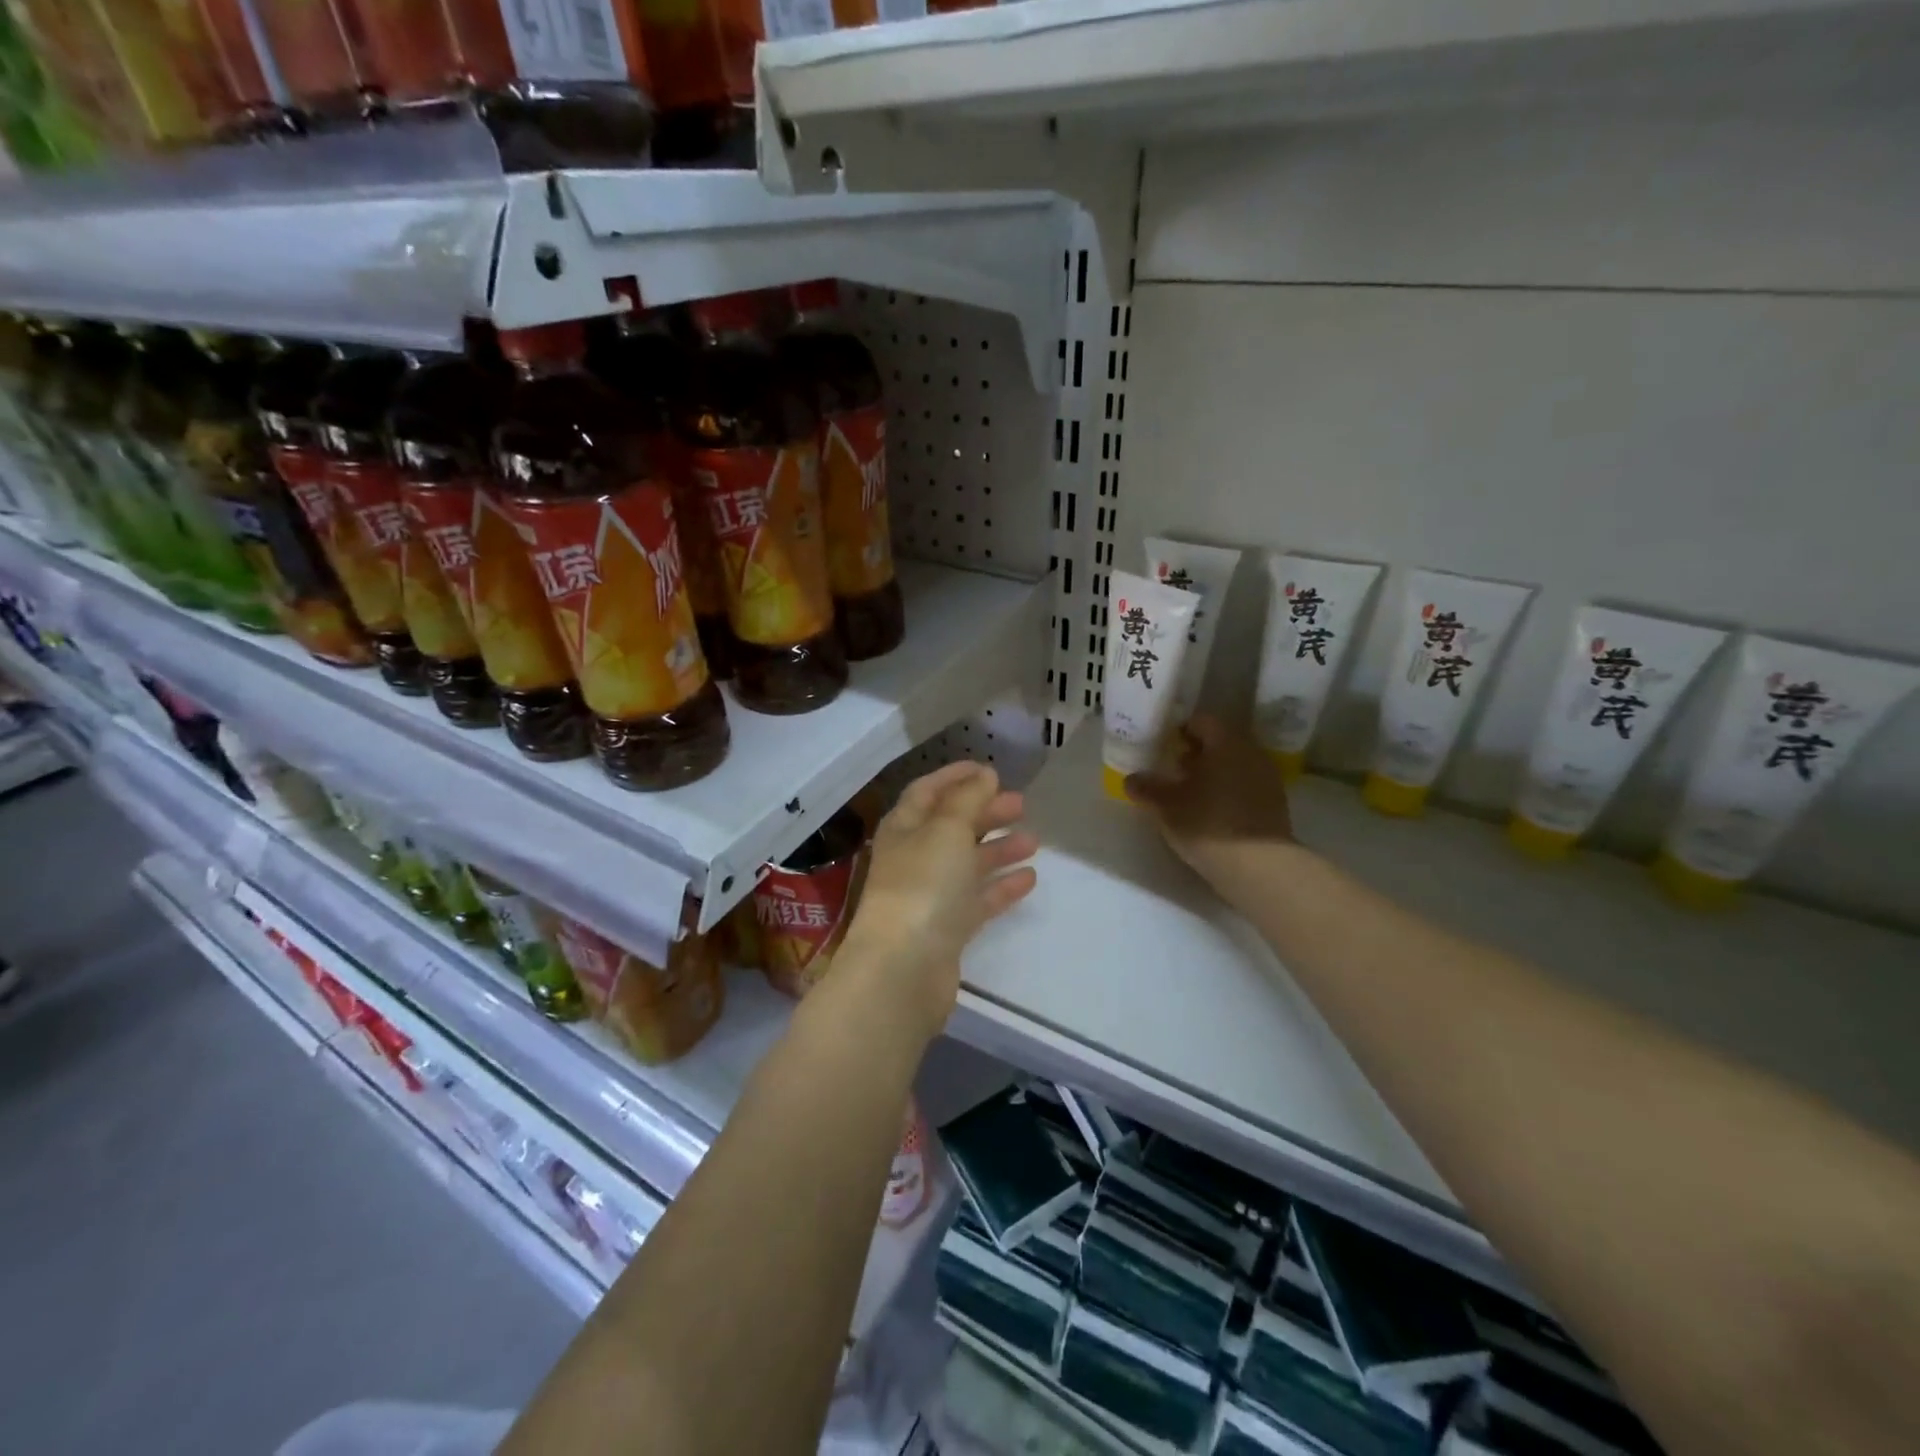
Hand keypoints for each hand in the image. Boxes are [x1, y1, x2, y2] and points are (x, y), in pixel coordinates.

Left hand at [839, 761, 1038, 1042]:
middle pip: (952, 826)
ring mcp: (930, 895)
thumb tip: (983, 775)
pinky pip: (978, 899)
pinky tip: (1029, 878)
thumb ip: (967, 799)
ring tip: (1035, 840)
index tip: (990, 768)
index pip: (928, 791)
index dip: (956, 776)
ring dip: (998, 849)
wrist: (904, 968)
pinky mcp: (947, 928)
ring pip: (967, 863)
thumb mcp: (946, 830)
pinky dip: (1001, 886)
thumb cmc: (923, 885)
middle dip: (985, 812)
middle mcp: (914, 857)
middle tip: (1022, 804)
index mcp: (904, 828)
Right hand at [1124, 715, 1296, 898]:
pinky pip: (1244, 786)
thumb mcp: (1165, 805)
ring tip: (1187, 793)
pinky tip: (1209, 812)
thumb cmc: (1207, 823)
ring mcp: (1267, 779)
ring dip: (1211, 773)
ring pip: (1233, 765)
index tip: (1162, 744)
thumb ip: (1146, 787)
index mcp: (1226, 742)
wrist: (1258, 867)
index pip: (1201, 721)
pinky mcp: (1274, 805)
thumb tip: (1131, 779)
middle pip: (1220, 742)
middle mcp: (1251, 753)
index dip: (1179, 729)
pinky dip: (1226, 791)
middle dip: (1195, 753)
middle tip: (1171, 768)